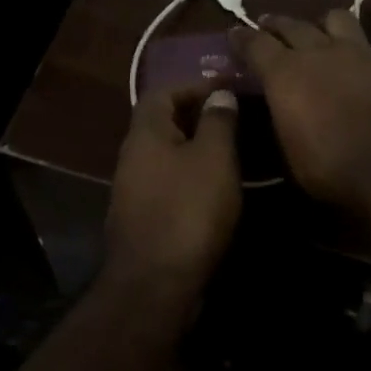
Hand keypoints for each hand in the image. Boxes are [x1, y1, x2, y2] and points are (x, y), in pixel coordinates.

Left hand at [105, 82, 242, 291]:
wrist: (156, 285)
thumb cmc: (189, 211)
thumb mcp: (214, 157)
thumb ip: (218, 120)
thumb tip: (219, 94)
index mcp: (145, 134)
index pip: (163, 91)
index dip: (195, 84)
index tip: (229, 88)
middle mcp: (133, 157)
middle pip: (164, 123)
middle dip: (199, 115)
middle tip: (237, 118)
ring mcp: (135, 191)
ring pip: (168, 155)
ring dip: (198, 148)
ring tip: (235, 150)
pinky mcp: (145, 219)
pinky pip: (170, 182)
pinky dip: (194, 175)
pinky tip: (219, 187)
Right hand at [232, 11, 370, 211]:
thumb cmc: (331, 166)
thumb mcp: (288, 154)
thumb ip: (277, 121)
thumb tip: (273, 110)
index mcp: (284, 73)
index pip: (255, 44)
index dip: (242, 38)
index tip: (234, 34)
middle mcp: (317, 51)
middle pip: (291, 24)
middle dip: (275, 24)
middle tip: (267, 26)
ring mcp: (355, 50)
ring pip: (333, 18)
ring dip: (319, 24)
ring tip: (317, 33)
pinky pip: (363, 41)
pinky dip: (353, 46)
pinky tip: (354, 59)